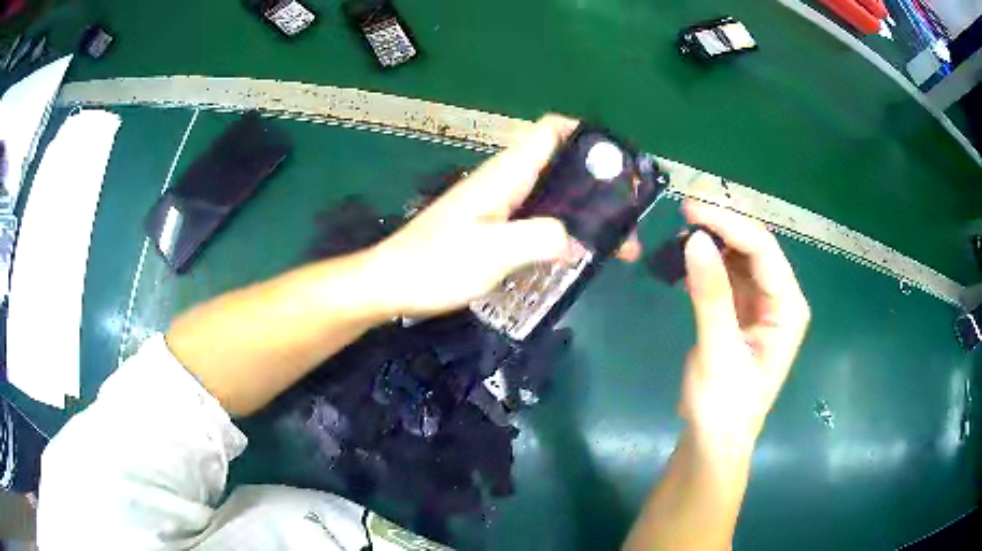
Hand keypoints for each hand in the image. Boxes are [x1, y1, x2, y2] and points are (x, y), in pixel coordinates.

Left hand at [367, 114, 638, 317]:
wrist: (391, 284)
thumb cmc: (436, 264)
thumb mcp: (494, 252)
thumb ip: (541, 238)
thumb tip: (576, 239)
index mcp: (505, 174)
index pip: (550, 131)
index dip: (585, 135)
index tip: (616, 162)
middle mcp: (504, 181)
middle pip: (559, 165)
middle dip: (597, 185)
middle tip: (626, 219)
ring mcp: (497, 204)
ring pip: (551, 195)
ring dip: (583, 213)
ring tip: (614, 244)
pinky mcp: (491, 227)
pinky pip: (537, 218)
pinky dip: (562, 230)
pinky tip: (576, 254)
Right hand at [680, 201, 809, 450]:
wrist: (715, 439)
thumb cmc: (724, 405)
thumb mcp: (718, 352)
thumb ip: (711, 296)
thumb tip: (696, 239)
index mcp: (788, 307)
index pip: (763, 250)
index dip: (729, 223)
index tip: (690, 208)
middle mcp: (780, 298)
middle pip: (755, 246)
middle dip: (724, 223)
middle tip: (685, 207)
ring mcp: (762, 303)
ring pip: (741, 256)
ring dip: (715, 238)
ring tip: (683, 226)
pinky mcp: (743, 310)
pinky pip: (728, 274)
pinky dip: (709, 261)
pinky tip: (688, 255)